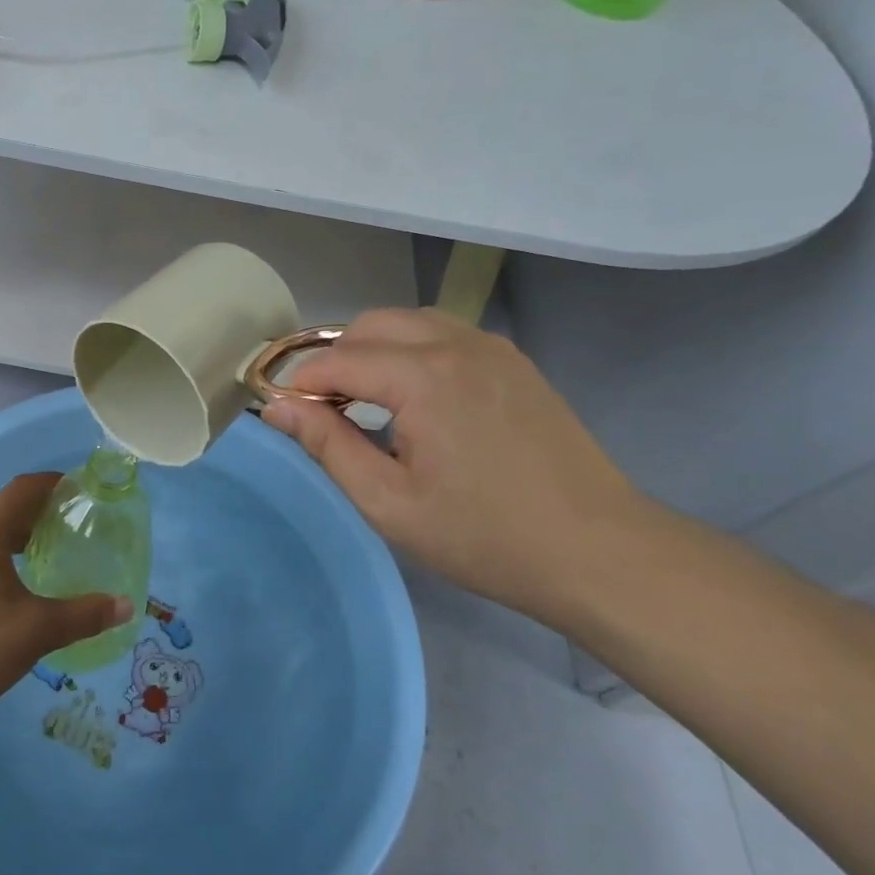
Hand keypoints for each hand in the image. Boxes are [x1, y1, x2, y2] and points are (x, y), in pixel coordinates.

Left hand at [0, 473, 133, 725]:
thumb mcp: (36, 631)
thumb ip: (84, 616)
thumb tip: (126, 605)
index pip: (23, 488)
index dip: (54, 483)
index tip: (81, 490)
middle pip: (3, 510)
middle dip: (38, 514)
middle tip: (72, 528)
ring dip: (15, 539)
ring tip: (44, 558)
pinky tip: (9, 592)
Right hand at [262, 308, 646, 624]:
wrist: (597, 552)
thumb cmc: (484, 536)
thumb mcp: (389, 503)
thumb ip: (328, 446)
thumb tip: (276, 408)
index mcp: (424, 377)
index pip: (337, 360)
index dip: (300, 385)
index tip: (282, 414)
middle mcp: (457, 344)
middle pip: (369, 325)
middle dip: (334, 360)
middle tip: (324, 412)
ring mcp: (492, 347)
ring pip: (408, 322)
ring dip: (373, 351)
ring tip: (366, 404)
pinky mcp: (514, 362)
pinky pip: (444, 335)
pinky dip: (411, 352)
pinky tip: (414, 400)